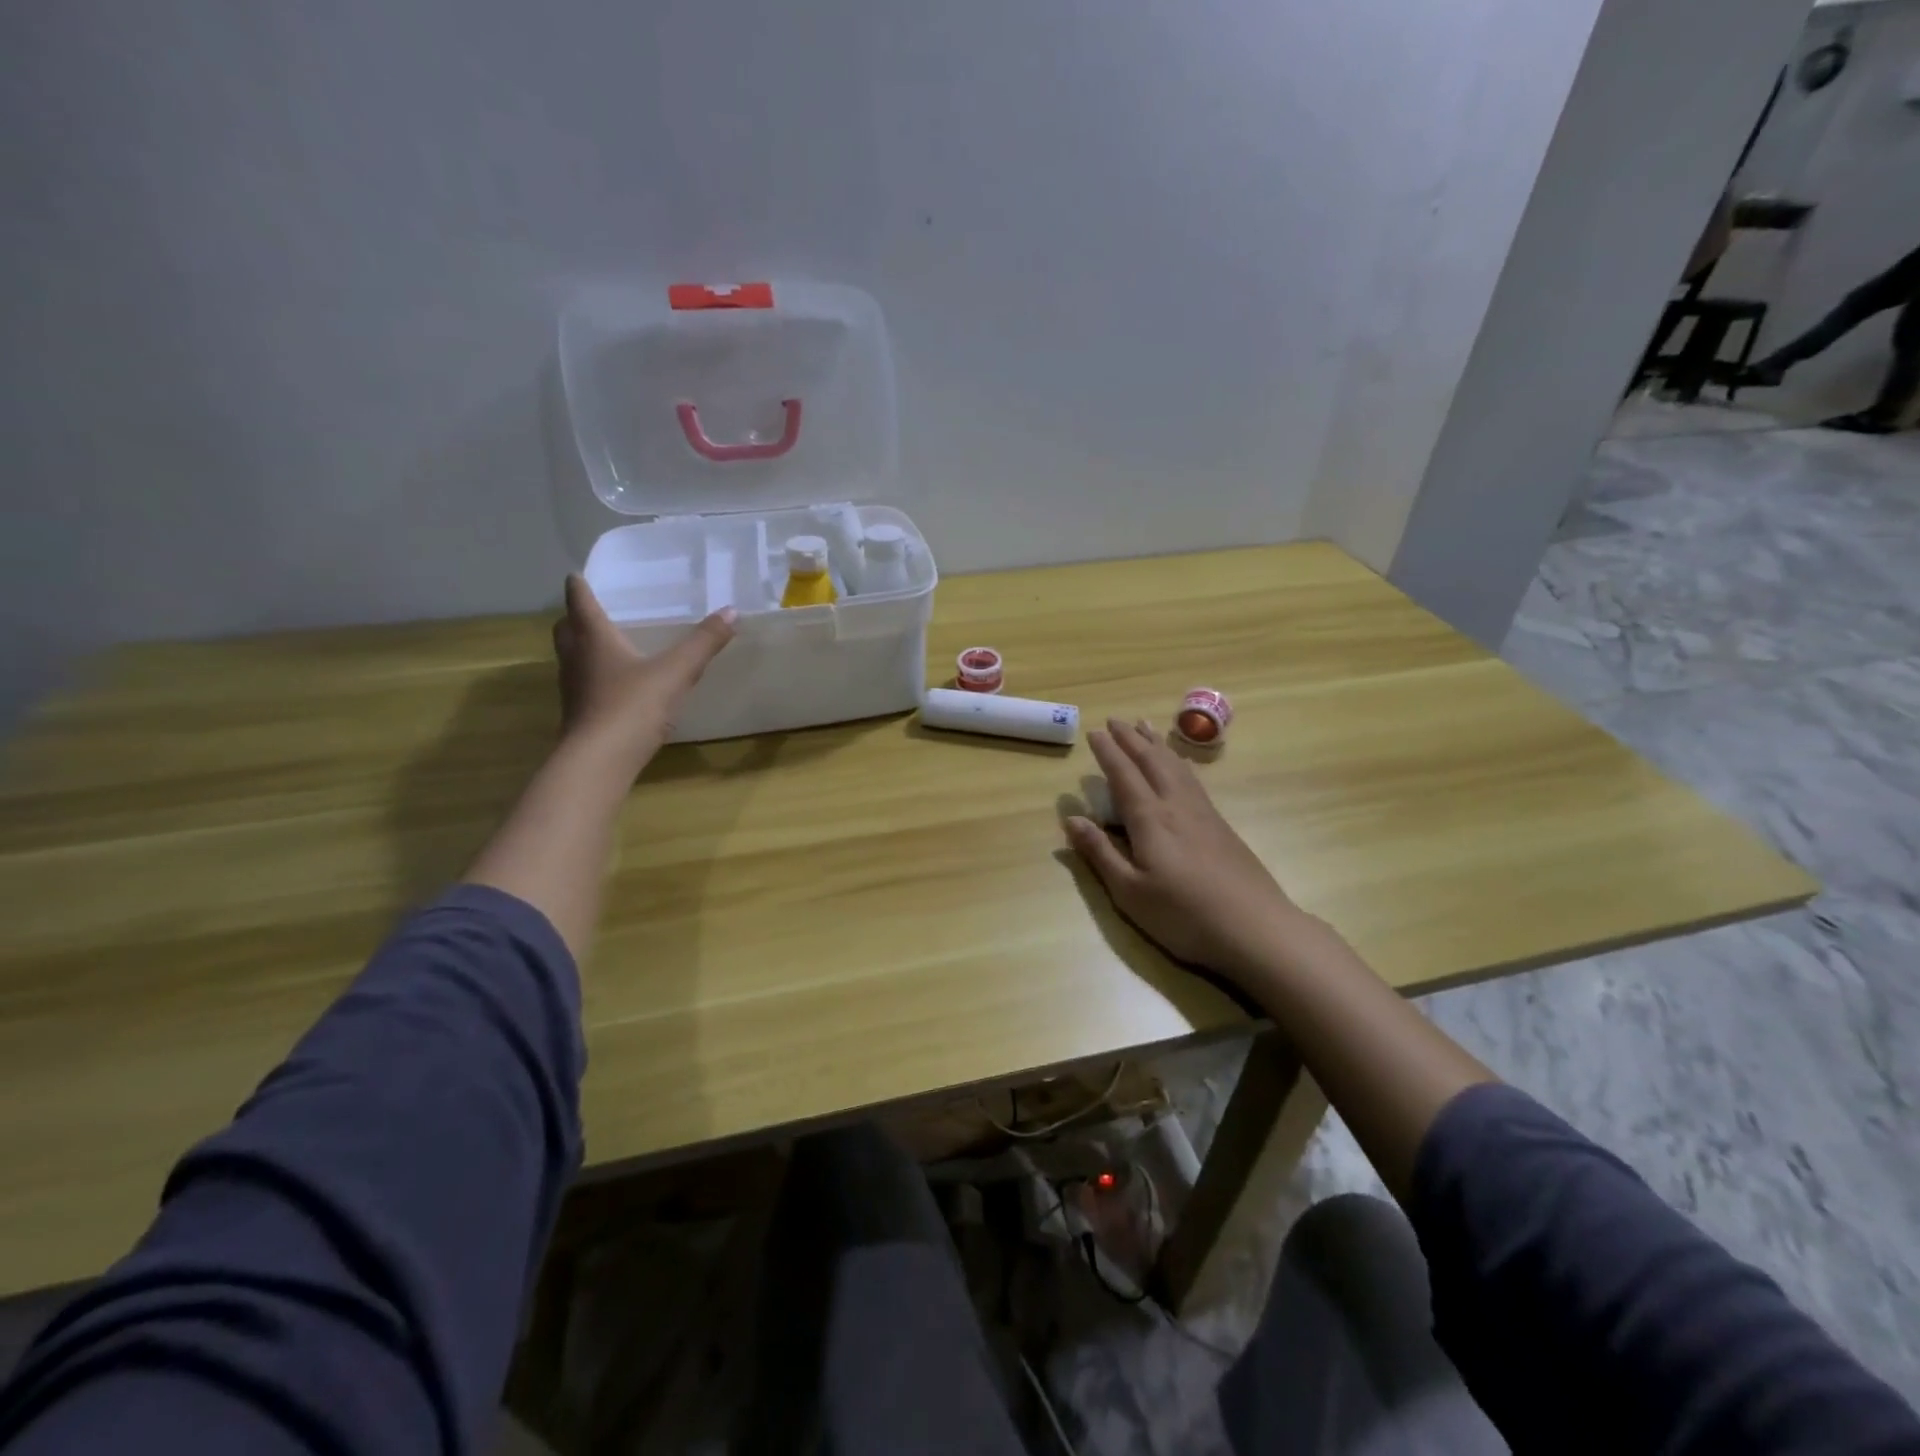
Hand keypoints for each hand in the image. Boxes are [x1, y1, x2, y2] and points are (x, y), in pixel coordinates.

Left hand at [552, 574, 735, 763]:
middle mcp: (576, 658)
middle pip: (567, 629)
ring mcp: (574, 689)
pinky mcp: (579, 715)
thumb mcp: (676, 672)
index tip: (577, 575)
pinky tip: (617, 686)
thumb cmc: (632, 706)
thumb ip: (703, 643)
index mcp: (594, 639)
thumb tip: (731, 611)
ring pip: (572, 658)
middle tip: (593, 611)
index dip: (578, 587)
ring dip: (583, 647)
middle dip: (576, 617)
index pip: (579, 602)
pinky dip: (594, 677)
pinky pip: (583, 684)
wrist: (599, 761)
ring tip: (608, 646)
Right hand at [1065, 718, 1310, 983]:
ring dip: (1156, 743)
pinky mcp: (1221, 826)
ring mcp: (1203, 813)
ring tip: (1145, 726)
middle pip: (1151, 761)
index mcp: (1150, 819)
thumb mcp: (1129, 892)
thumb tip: (1071, 818)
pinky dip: (1178, 761)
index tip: (1094, 731)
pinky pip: (1192, 778)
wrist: (1256, 929)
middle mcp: (1176, 805)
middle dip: (1131, 738)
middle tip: (1115, 719)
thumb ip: (1099, 853)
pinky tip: (1179, 766)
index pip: (1124, 775)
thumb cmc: (1184, 916)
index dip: (1108, 752)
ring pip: (1175, 766)